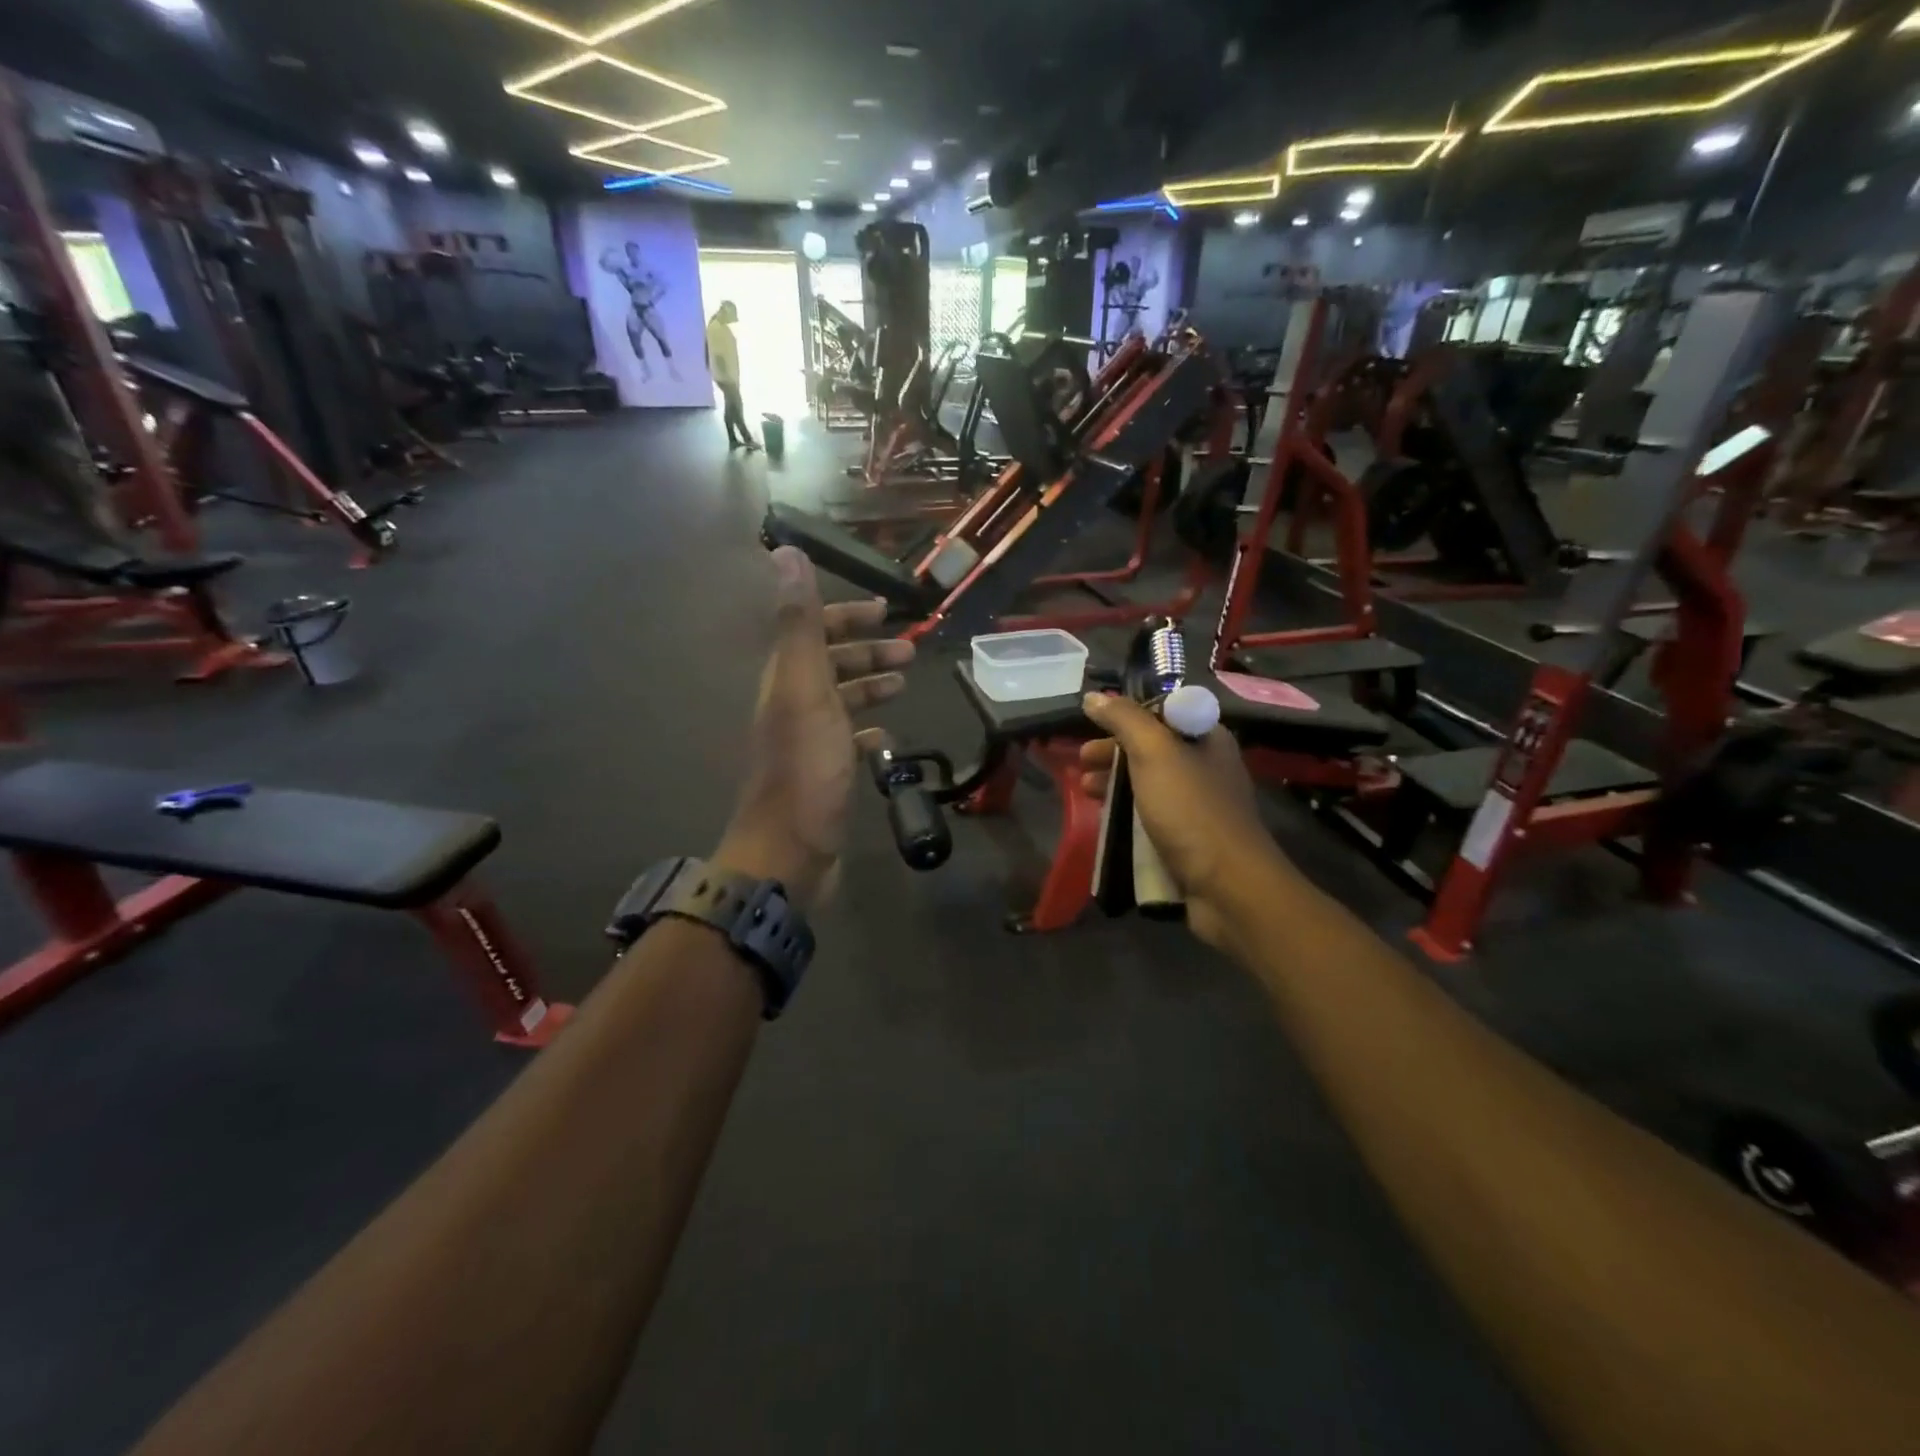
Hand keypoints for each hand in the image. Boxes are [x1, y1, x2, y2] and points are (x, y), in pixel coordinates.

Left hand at [714, 548, 913, 908]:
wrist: (789, 850)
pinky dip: (867, 729)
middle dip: (866, 651)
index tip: (885, 611)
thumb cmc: (805, 768)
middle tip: (910, 652)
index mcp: (786, 680)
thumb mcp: (805, 689)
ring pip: (840, 700)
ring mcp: (807, 741)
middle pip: (829, 665)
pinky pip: (847, 740)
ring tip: (903, 684)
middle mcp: (792, 704)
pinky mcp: (823, 773)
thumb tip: (785, 552)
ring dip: (870, 685)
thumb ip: (799, 624)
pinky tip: (885, 734)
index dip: (845, 616)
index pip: (813, 632)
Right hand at [1078, 694, 1279, 947]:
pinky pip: (1152, 816)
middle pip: (1152, 749)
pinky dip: (1127, 814)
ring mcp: (1200, 805)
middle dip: (1113, 753)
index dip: (1125, 717)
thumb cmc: (1191, 810)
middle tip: (1081, 762)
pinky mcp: (1191, 839)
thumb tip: (1093, 696)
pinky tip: (1105, 819)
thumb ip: (1123, 720)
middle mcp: (1207, 766)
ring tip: (1085, 791)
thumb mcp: (1154, 753)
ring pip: (1149, 784)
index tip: (1093, 726)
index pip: (1161, 713)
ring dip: (1115, 783)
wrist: (1228, 886)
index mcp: (1207, 737)